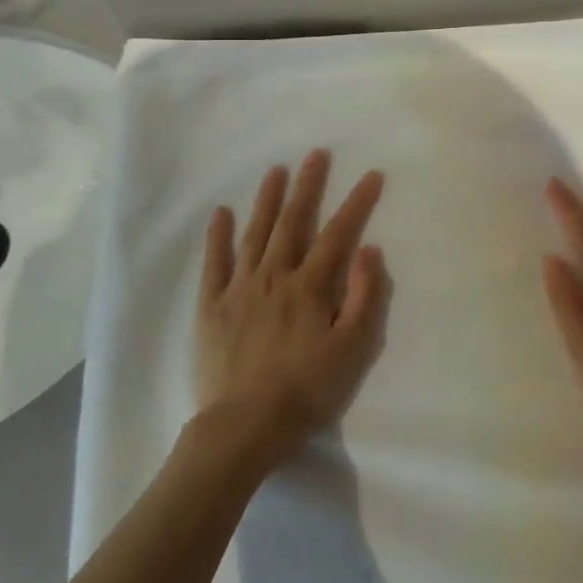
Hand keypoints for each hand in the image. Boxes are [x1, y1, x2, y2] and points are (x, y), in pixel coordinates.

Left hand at [196, 150, 387, 463]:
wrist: (244, 427)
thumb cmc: (306, 390)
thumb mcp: (351, 348)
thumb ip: (362, 296)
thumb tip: (369, 250)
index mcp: (310, 287)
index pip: (339, 234)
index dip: (356, 203)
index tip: (371, 175)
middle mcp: (274, 277)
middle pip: (293, 223)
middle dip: (307, 186)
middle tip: (315, 155)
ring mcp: (239, 289)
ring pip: (255, 234)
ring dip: (267, 200)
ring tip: (275, 171)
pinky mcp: (212, 307)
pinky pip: (214, 264)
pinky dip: (218, 237)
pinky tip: (221, 213)